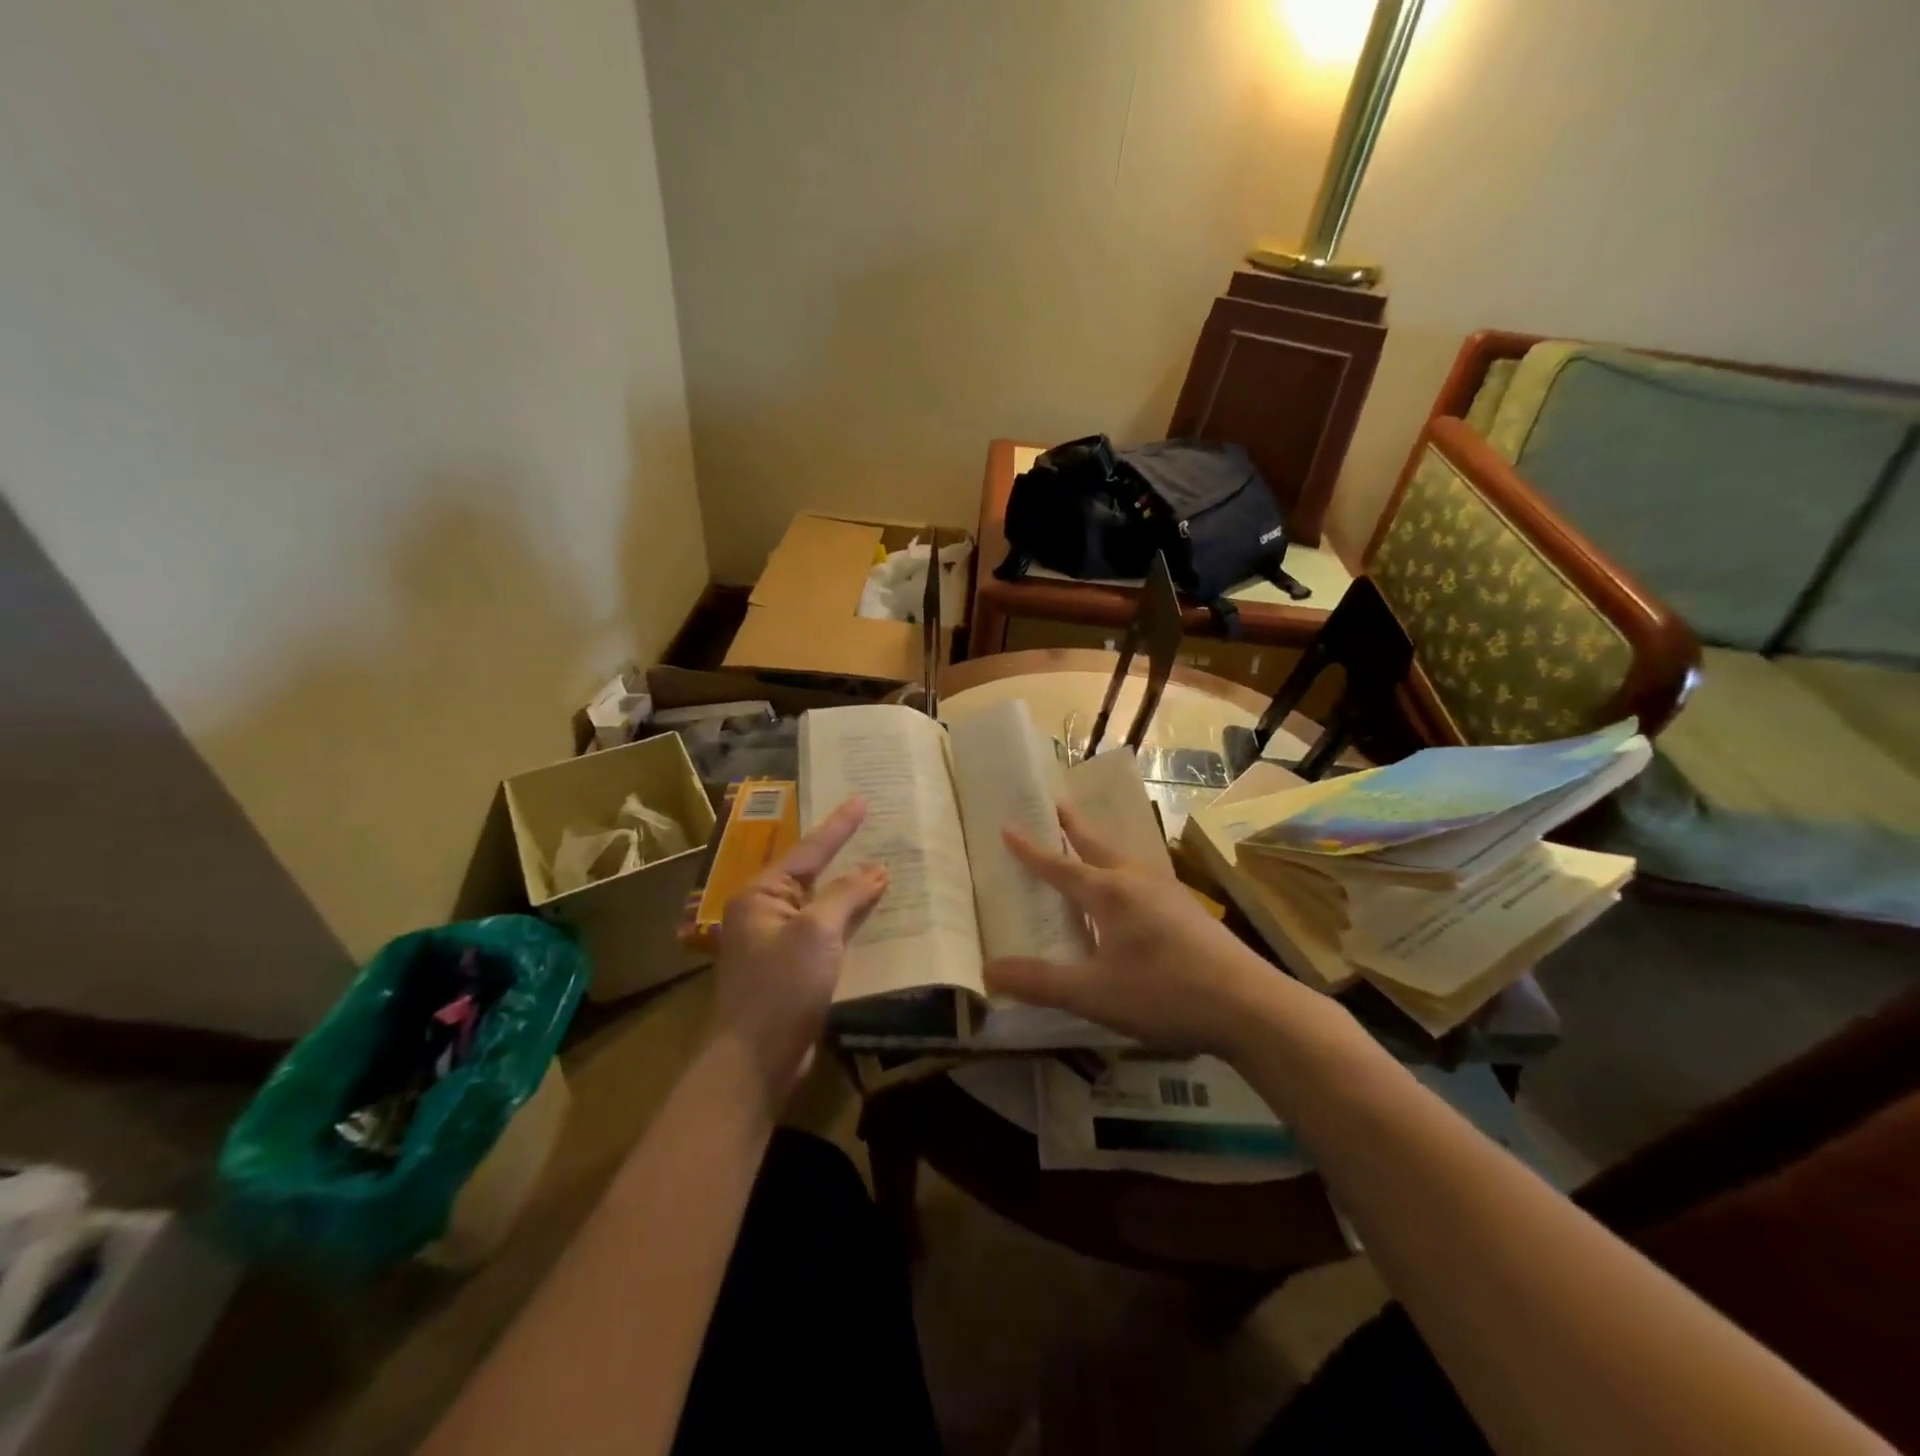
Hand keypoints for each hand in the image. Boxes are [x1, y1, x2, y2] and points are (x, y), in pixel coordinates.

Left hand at [710, 796, 887, 1109]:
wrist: (756, 1061)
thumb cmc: (781, 987)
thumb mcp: (817, 932)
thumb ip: (847, 895)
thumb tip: (876, 870)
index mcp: (761, 895)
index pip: (808, 851)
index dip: (839, 826)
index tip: (862, 800)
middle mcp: (764, 913)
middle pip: (812, 876)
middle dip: (845, 857)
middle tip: (875, 831)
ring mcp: (776, 943)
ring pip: (821, 907)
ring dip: (851, 893)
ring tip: (884, 870)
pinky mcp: (791, 970)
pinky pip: (825, 935)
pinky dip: (849, 924)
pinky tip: (874, 918)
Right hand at [986, 803, 1282, 1055]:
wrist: (1249, 1005)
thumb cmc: (1164, 993)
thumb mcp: (1093, 993)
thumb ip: (1040, 982)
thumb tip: (988, 972)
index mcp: (1109, 892)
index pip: (1059, 865)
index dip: (1030, 849)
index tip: (1008, 826)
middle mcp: (1136, 880)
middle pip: (1096, 844)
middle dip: (1072, 825)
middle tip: (1056, 803)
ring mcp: (1167, 891)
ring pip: (1123, 858)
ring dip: (1099, 845)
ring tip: (1086, 843)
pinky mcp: (1187, 909)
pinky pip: (1141, 877)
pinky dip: (1121, 870)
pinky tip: (1128, 893)